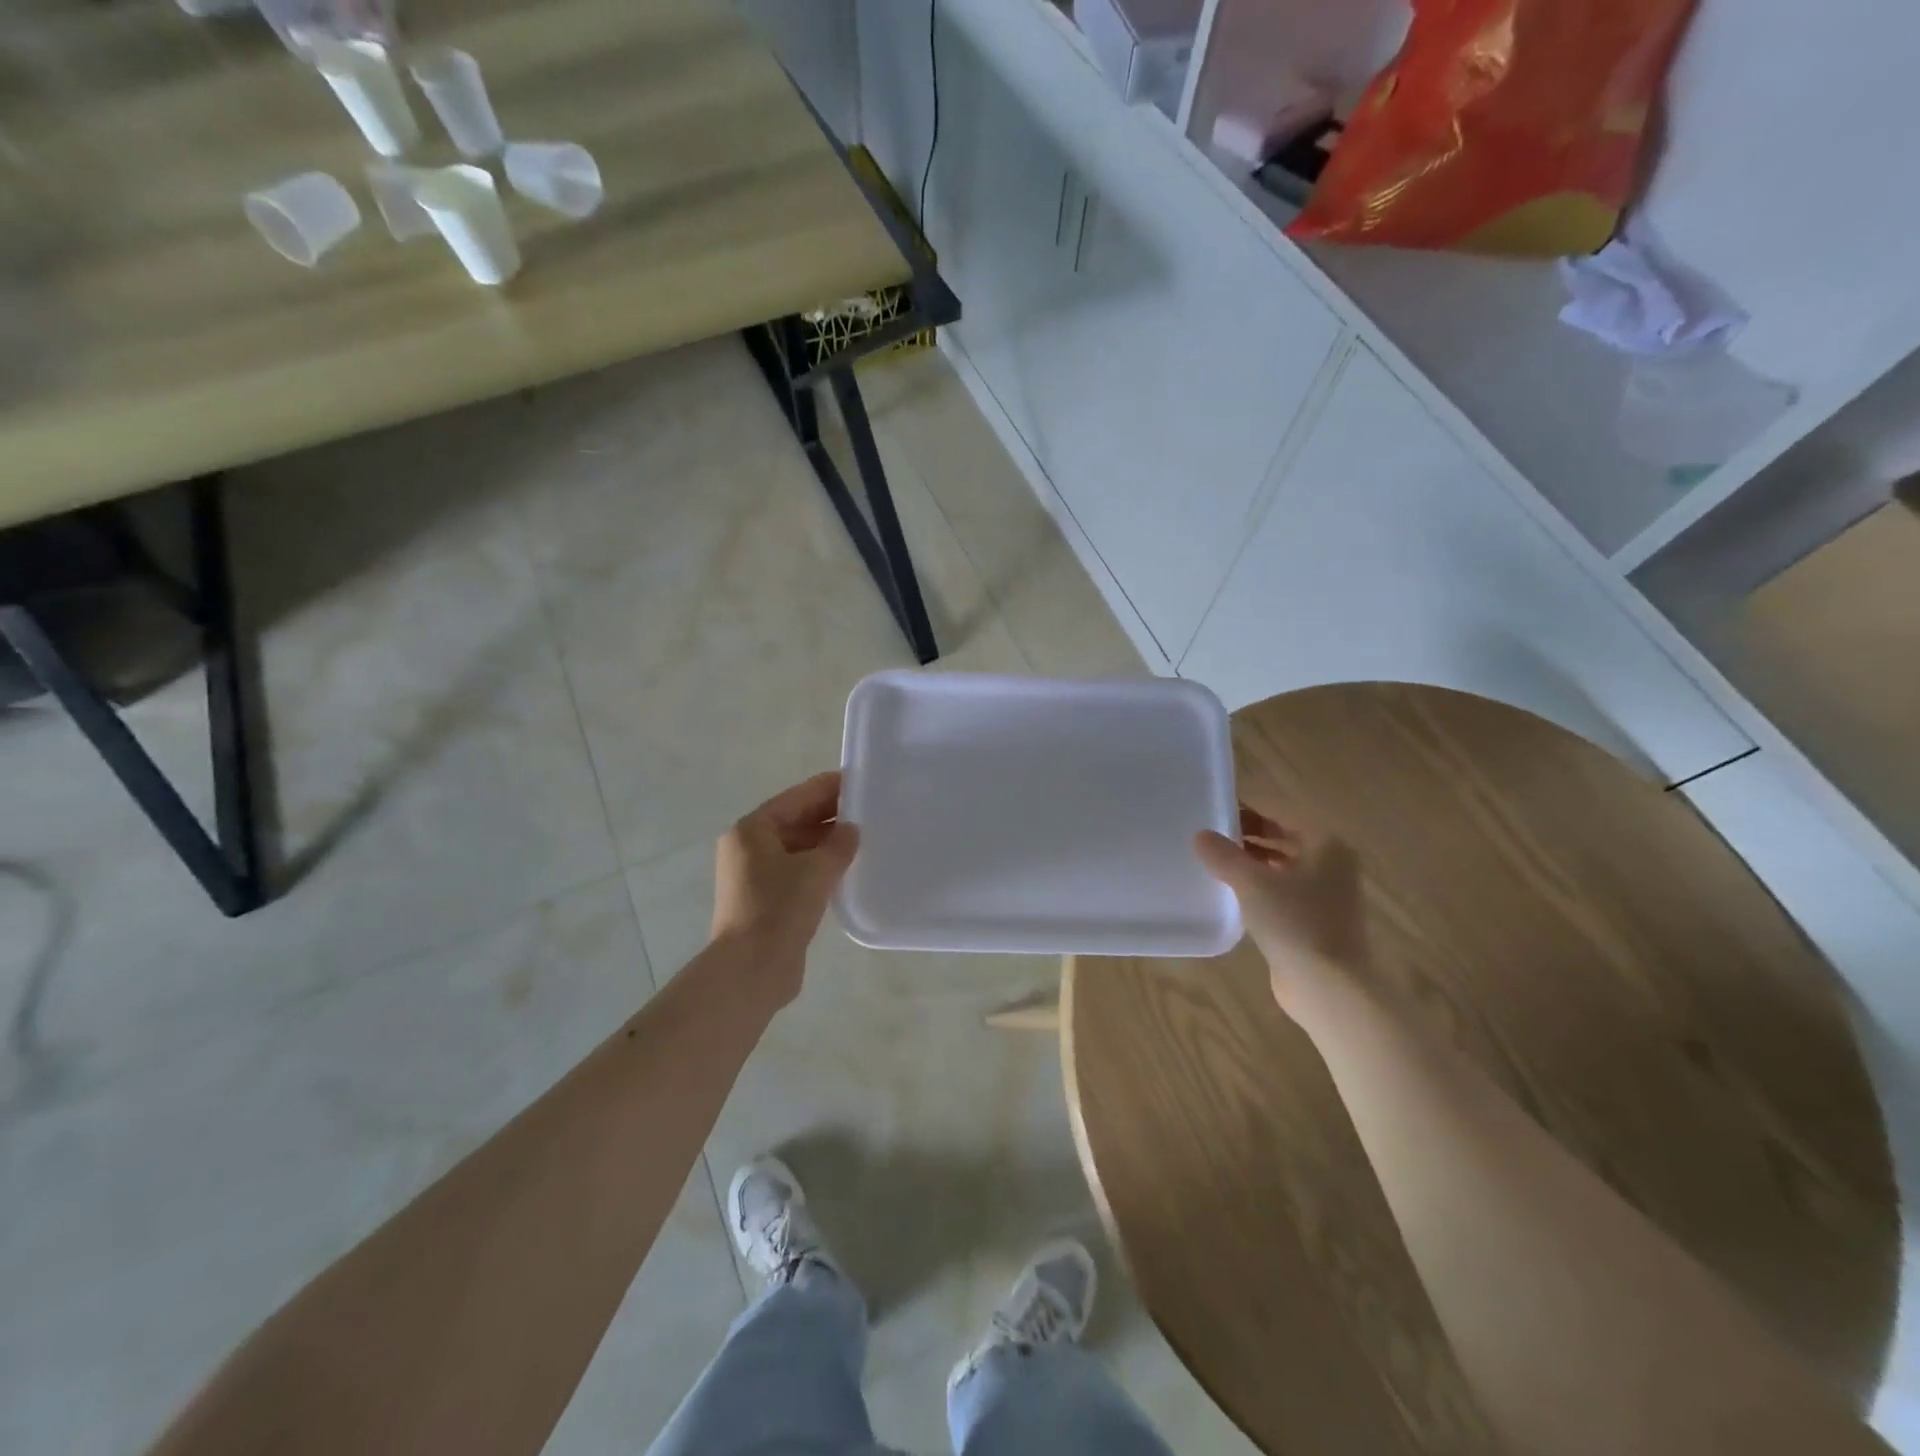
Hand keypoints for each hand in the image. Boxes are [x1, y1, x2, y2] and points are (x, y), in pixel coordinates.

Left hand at [712, 771, 859, 1005]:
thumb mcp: (817, 869)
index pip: (797, 797)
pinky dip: (820, 867)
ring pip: (798, 848)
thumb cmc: (779, 909)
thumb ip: (839, 844)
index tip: (861, 782)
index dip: (829, 788)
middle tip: (870, 811)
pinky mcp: (765, 901)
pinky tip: (848, 870)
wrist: (752, 970)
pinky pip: (797, 872)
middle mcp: (748, 848)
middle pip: (795, 821)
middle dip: (830, 816)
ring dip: (827, 843)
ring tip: (865, 839)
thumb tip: (851, 830)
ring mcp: (754, 876)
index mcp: (752, 830)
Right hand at [1196, 806, 1366, 1014]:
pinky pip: (1282, 892)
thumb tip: (1201, 835)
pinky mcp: (1315, 921)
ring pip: (1282, 865)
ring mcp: (1327, 894)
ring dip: (1251, 861)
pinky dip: (1259, 887)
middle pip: (1282, 836)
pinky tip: (1231, 894)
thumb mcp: (1252, 883)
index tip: (1212, 810)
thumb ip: (1224, 855)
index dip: (1246, 808)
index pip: (1279, 811)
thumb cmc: (1296, 923)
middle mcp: (1332, 863)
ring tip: (1213, 862)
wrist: (1330, 989)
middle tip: (1208, 836)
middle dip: (1247, 835)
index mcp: (1326, 843)